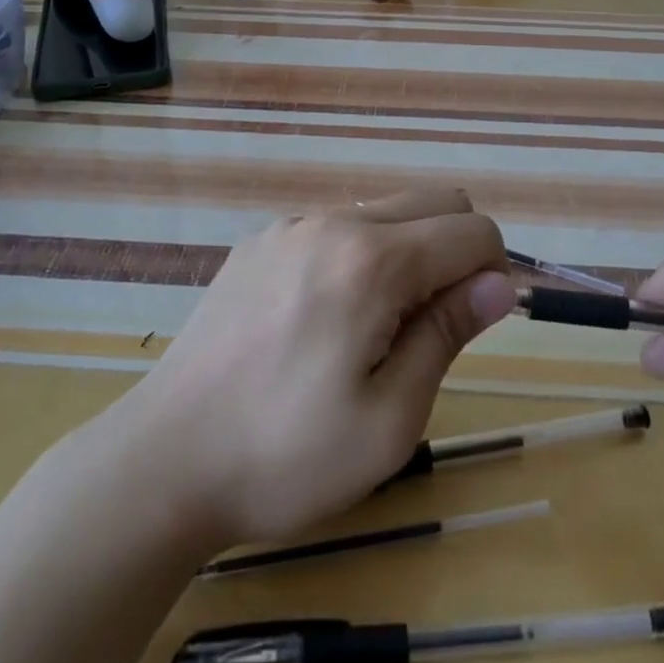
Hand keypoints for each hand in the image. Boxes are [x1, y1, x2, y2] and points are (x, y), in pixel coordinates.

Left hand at [117, 190, 512, 550]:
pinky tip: (320, 322)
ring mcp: (287, 227)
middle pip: (434, 201)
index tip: (474, 327)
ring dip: (406, 254)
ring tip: (370, 332)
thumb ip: (447, 334)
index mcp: (372, 261)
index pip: (472, 230)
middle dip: (456, 252)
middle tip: (428, 329)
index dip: (493, 273)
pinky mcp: (257, 243)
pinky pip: (334, 228)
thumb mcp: (389, 418)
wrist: (163, 461)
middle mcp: (331, 222)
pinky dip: (357, 257)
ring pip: (383, 211)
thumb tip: (499, 283)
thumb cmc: (287, 456)